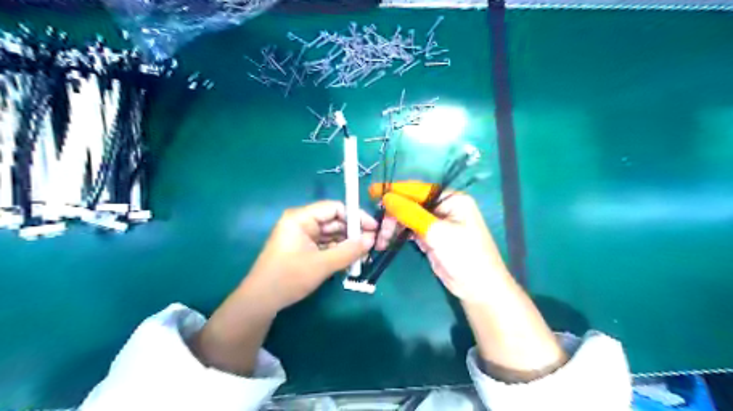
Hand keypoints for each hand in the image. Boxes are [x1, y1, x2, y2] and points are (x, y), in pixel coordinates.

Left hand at [240, 201, 377, 312]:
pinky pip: (325, 245)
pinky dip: (338, 251)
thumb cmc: (289, 278)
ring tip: (365, 254)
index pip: (334, 208)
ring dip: (347, 244)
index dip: (356, 216)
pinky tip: (352, 260)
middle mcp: (302, 222)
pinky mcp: (303, 249)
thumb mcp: (322, 264)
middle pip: (334, 221)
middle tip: (372, 244)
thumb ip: (349, 251)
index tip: (374, 228)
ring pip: (331, 234)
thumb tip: (372, 239)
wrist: (261, 302)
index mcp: (300, 218)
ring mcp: (302, 236)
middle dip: (353, 232)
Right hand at [374, 181, 565, 379]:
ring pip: (409, 217)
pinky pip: (411, 230)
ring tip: (381, 241)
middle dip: (393, 214)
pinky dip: (399, 234)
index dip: (395, 190)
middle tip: (378, 231)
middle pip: (411, 203)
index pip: (418, 190)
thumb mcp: (437, 233)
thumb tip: (386, 198)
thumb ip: (411, 214)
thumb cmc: (464, 256)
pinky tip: (388, 241)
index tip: (372, 193)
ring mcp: (437, 223)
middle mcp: (444, 207)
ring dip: (394, 226)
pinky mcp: (431, 237)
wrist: (478, 289)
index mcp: (452, 199)